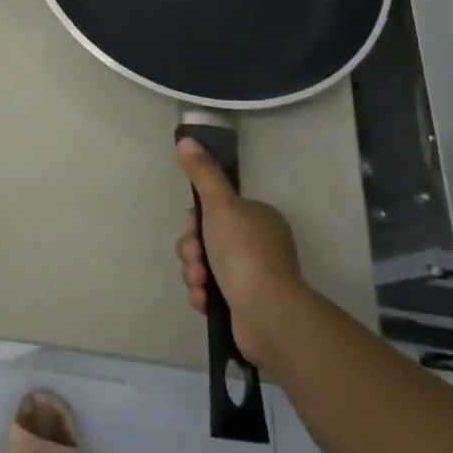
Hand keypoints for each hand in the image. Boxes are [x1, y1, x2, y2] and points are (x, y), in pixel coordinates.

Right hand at [175, 138, 307, 367]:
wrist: (267, 313)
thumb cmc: (244, 251)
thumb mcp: (220, 204)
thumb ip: (202, 172)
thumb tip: (185, 139)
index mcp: (258, 218)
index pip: (215, 210)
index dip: (196, 220)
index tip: (193, 229)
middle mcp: (258, 244)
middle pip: (206, 238)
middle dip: (192, 250)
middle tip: (196, 260)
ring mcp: (253, 276)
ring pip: (205, 265)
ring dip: (194, 273)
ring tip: (200, 284)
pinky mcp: (244, 304)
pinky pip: (211, 291)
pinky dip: (203, 294)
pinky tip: (204, 300)